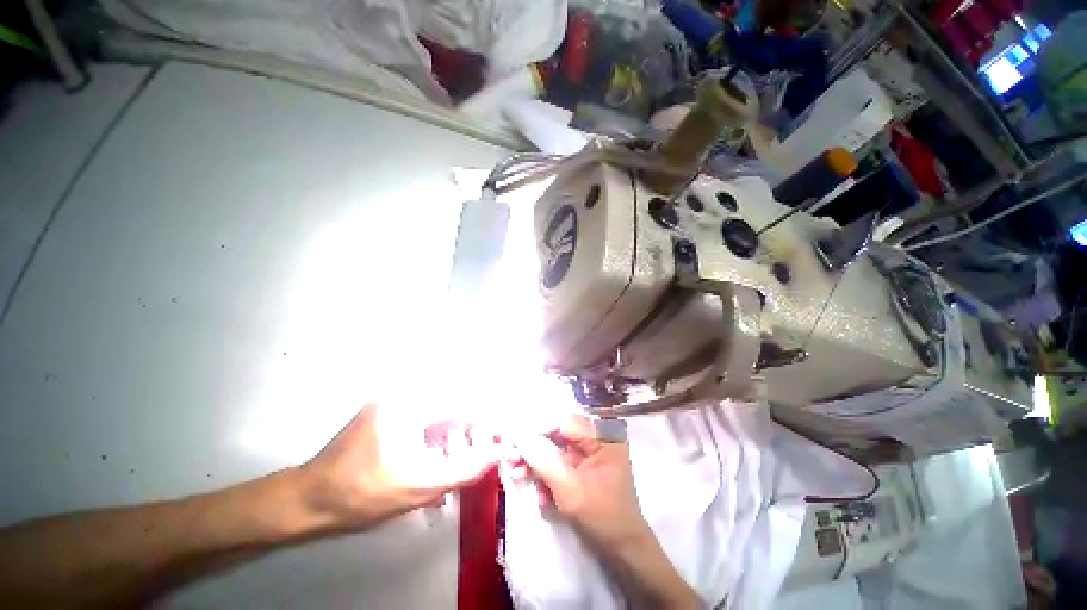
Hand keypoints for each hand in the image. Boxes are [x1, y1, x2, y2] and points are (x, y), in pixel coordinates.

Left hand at [298, 403, 500, 531]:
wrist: (308, 500)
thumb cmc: (362, 492)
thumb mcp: (419, 486)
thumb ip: (464, 469)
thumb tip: (497, 452)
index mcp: (411, 403)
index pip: (463, 403)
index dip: (486, 419)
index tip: (501, 434)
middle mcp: (404, 393)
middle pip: (453, 404)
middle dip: (471, 428)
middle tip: (484, 449)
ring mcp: (394, 402)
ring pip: (439, 411)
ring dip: (455, 433)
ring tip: (463, 456)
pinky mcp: (388, 413)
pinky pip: (424, 418)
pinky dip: (437, 436)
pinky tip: (440, 457)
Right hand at [516, 416, 650, 550]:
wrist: (622, 549)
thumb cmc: (602, 517)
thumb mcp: (570, 489)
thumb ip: (544, 460)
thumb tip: (520, 436)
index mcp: (602, 436)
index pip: (564, 422)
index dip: (537, 429)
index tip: (513, 440)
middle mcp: (597, 437)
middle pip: (557, 434)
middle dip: (534, 450)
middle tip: (511, 460)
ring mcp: (590, 452)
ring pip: (555, 449)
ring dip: (537, 465)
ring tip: (519, 477)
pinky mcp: (583, 466)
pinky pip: (560, 463)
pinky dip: (547, 476)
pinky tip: (541, 494)